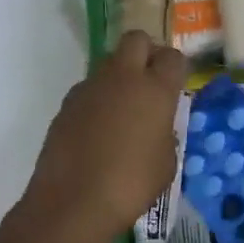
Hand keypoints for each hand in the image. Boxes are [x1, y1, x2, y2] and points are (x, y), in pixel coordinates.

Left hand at [0, 31, 186, 242]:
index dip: (176, 68)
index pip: (172, 57)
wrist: (72, 202)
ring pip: (109, 62)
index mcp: (155, 89)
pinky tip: (98, 129)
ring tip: (123, 109)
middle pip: (136, 40)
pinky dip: (98, 98)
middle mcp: (123, 77)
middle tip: (150, 80)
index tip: (176, 84)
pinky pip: (89, 88)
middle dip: (146, 52)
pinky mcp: (67, 103)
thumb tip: (157, 127)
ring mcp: (90, 87)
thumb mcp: (166, 163)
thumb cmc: (131, 185)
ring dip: (120, 75)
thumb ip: (166, 134)